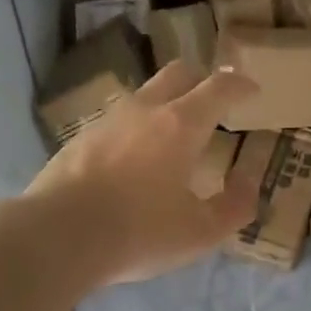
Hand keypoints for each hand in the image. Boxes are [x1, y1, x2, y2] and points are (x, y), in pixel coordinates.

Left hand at [23, 61, 259, 285]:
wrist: (57, 237)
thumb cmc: (140, 232)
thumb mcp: (201, 232)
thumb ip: (235, 206)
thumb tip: (247, 183)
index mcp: (181, 125)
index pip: (219, 88)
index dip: (240, 86)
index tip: (253, 91)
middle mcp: (144, 110)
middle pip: (178, 73)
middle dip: (202, 80)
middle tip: (214, 102)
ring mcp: (107, 121)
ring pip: (144, 95)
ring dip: (166, 104)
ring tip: (175, 135)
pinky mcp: (79, 139)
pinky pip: (118, 121)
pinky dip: (137, 129)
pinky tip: (135, 160)